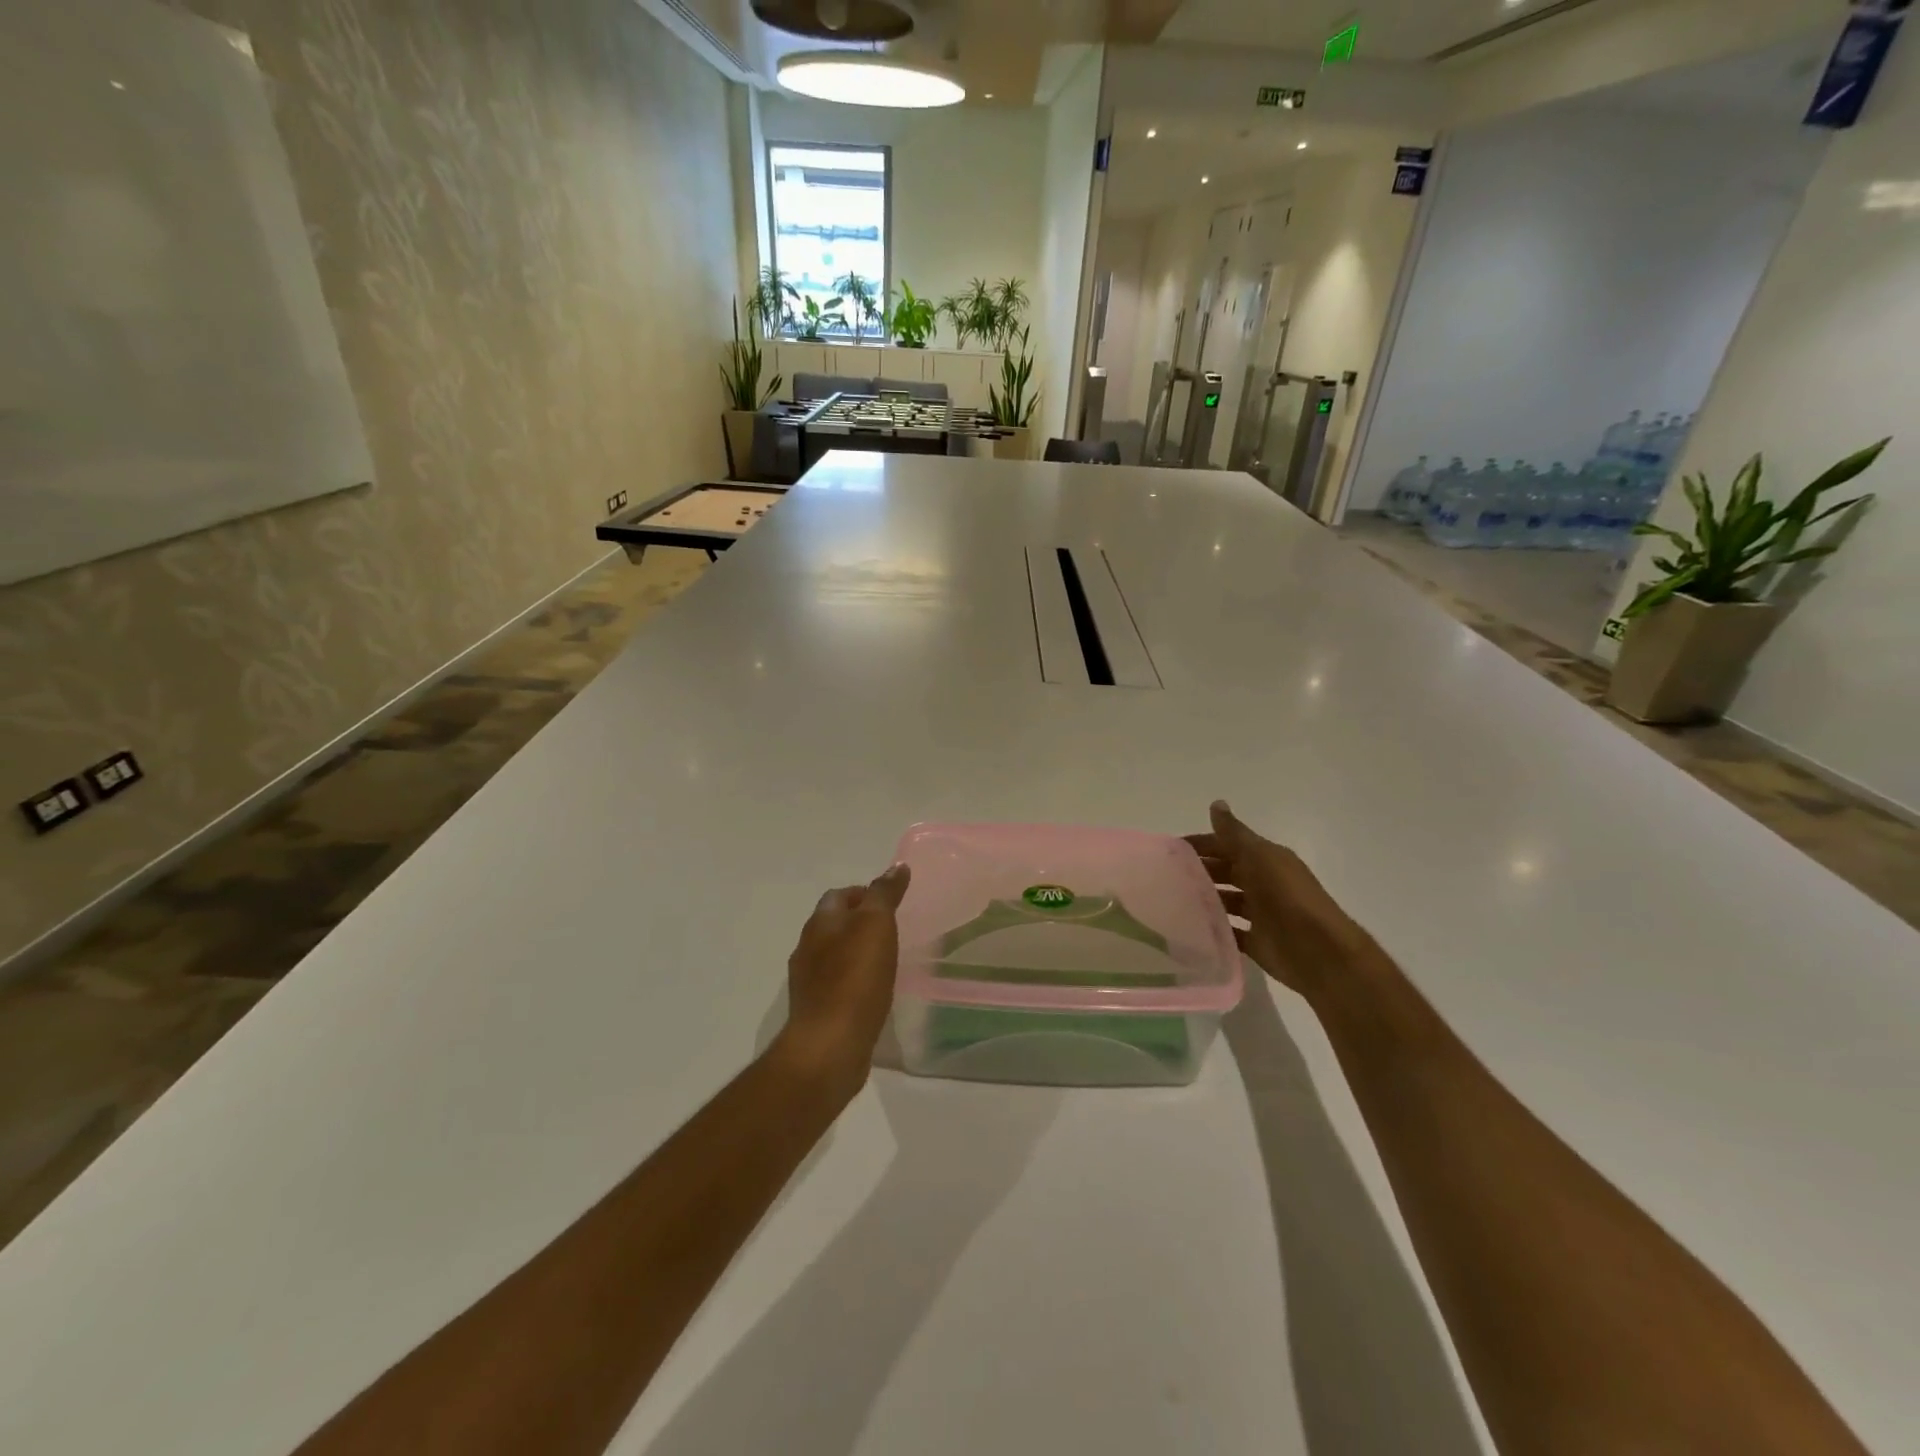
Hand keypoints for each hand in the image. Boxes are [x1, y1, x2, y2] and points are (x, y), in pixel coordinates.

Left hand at [773, 863, 911, 1098]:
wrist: (829, 1045)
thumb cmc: (855, 978)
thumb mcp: (876, 925)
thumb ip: (884, 894)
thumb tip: (897, 866)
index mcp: (820, 923)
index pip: (838, 895)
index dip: (863, 893)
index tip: (891, 902)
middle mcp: (808, 948)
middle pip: (833, 924)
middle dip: (859, 922)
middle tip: (893, 930)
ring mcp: (809, 982)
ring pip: (834, 956)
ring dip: (856, 953)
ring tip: (887, 961)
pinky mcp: (817, 1011)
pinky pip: (838, 985)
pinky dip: (855, 981)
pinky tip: (875, 992)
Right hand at [1186, 800, 1374, 1007]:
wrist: (1319, 952)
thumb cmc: (1288, 898)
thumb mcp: (1260, 858)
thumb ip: (1235, 834)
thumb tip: (1216, 803)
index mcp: (1266, 860)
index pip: (1228, 845)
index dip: (1202, 844)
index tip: (1171, 849)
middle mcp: (1264, 884)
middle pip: (1226, 872)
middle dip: (1199, 871)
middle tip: (1164, 877)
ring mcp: (1261, 914)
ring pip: (1226, 901)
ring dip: (1204, 899)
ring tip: (1171, 901)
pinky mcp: (1257, 942)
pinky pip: (1230, 933)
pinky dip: (1213, 930)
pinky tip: (1189, 929)